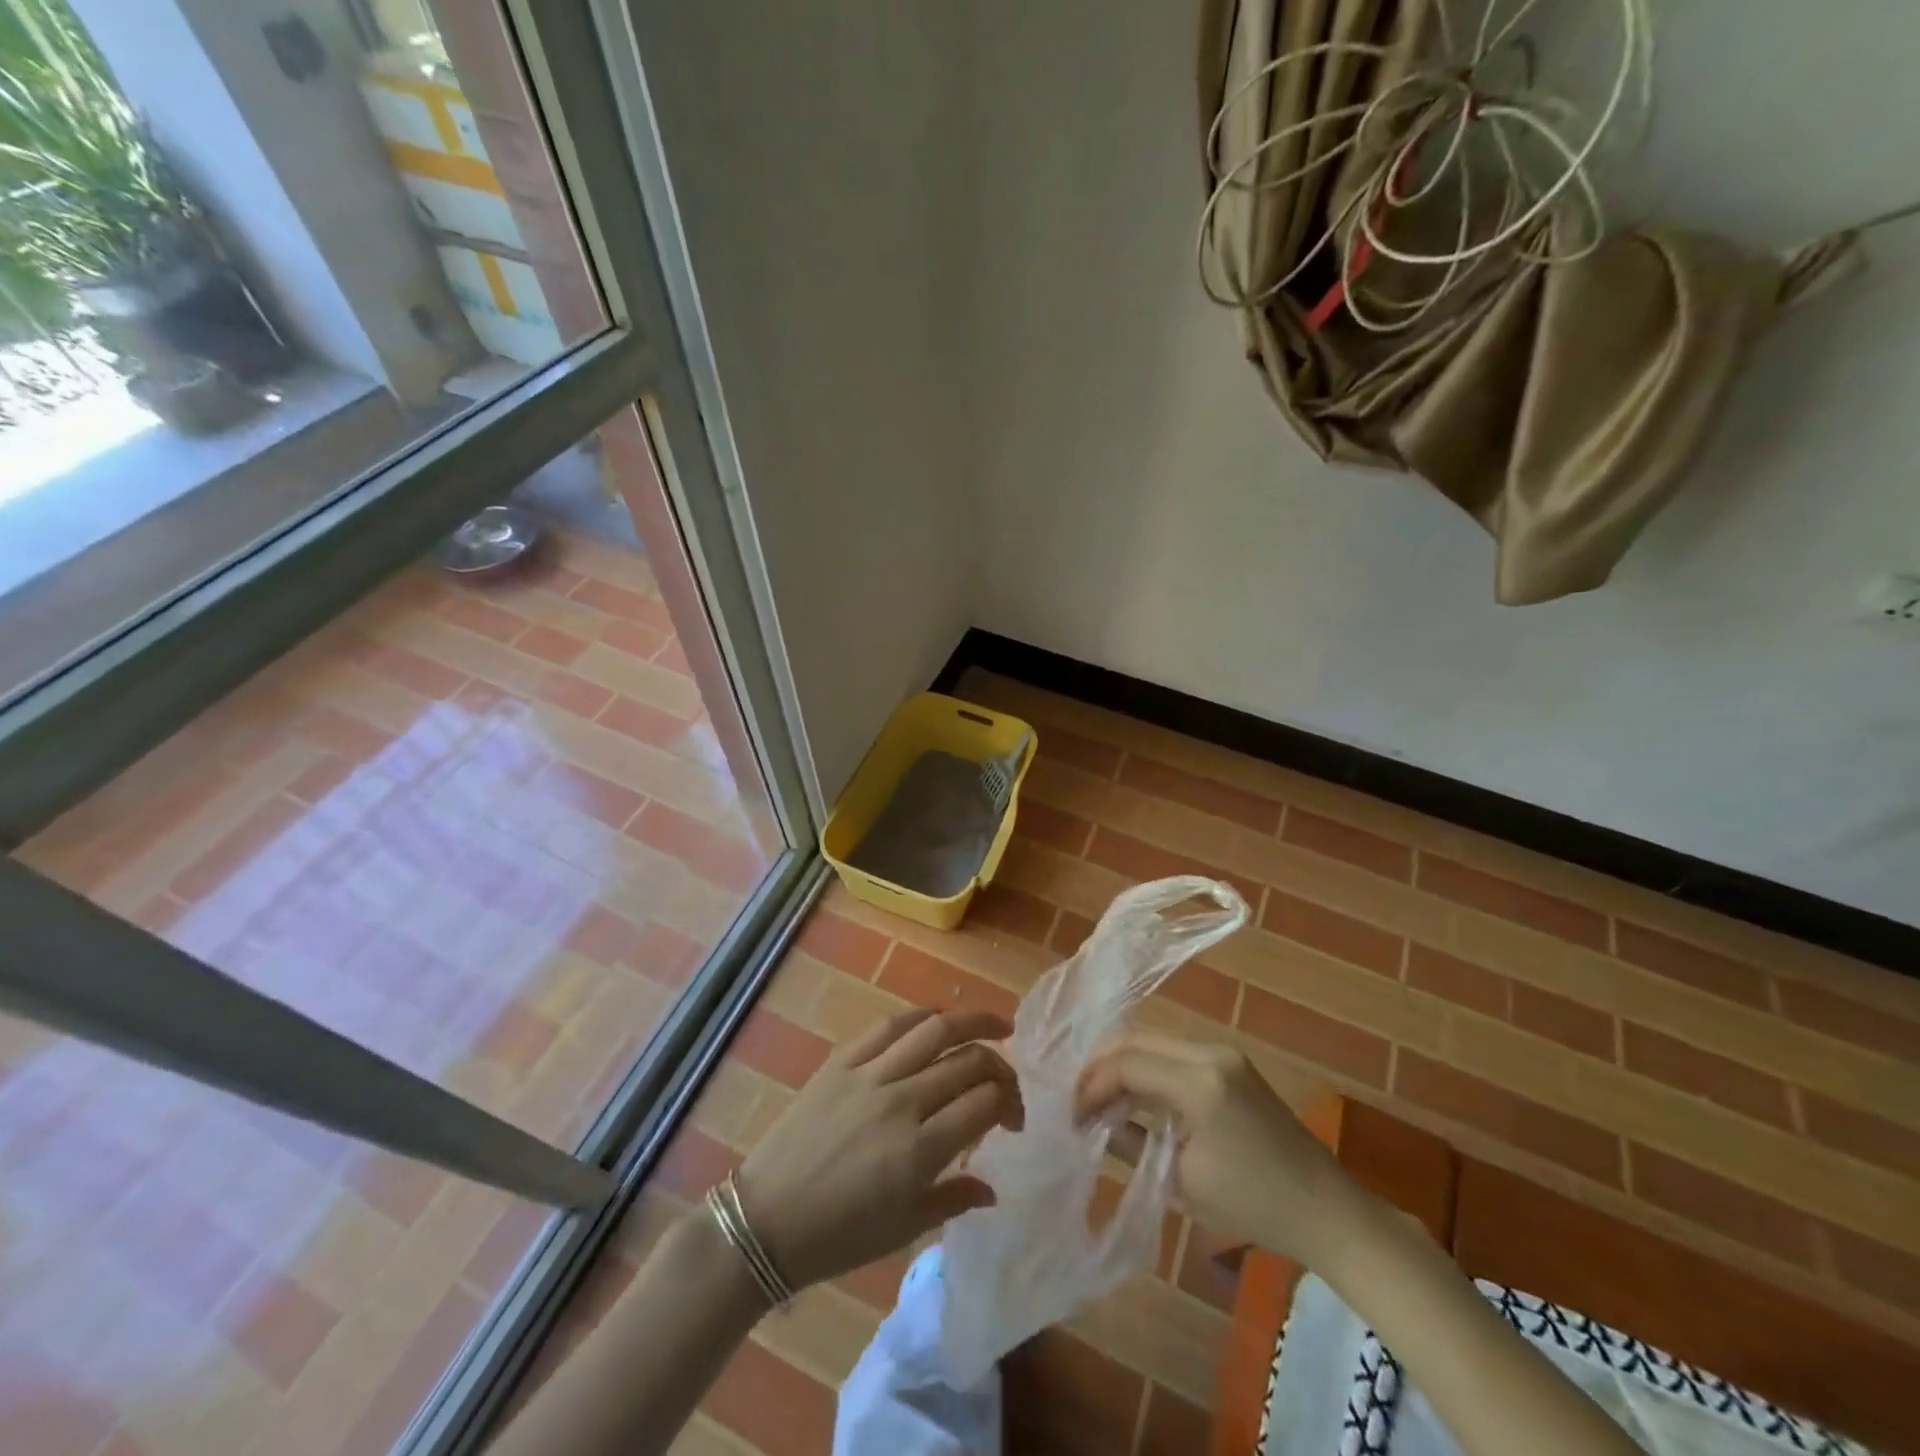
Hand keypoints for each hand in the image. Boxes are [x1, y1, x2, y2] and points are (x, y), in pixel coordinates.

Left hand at [735, 1008, 1022, 1289]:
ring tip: (996, 1026)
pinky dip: (921, 1017)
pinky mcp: (842, 1061)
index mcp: (919, 1152)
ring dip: (972, 1022)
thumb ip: (953, 1199)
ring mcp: (869, 1076)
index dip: (1011, 1103)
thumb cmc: (838, 1238)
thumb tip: (993, 1189)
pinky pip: (888, 1026)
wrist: (765, 1221)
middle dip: (999, 1066)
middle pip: (967, 1062)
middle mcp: (900, 1103)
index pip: (984, 1104)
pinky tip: (937, 1019)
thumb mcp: (903, 1230)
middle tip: (1007, 1079)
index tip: (1014, 1120)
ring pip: (934, 1030)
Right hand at [1075, 1032, 1358, 1266]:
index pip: (1127, 1064)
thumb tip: (1093, 1125)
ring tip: (1097, 1100)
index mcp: (1201, 1081)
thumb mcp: (1182, 1181)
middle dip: (1100, 1067)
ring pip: (1153, 1043)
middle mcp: (1210, 1052)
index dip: (1091, 1086)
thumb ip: (1131, 1142)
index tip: (1070, 1116)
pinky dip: (1146, 1069)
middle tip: (1076, 1100)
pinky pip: (1173, 1054)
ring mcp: (1223, 1053)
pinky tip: (1131, 1096)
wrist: (1325, 1210)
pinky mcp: (1230, 1063)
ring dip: (1121, 1066)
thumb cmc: (1254, 1205)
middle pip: (1136, 1041)